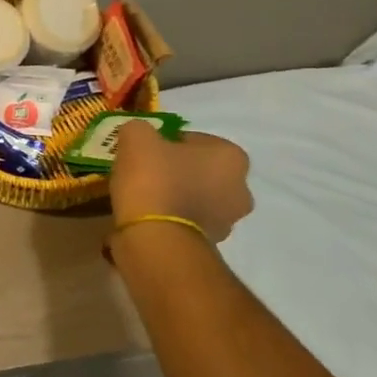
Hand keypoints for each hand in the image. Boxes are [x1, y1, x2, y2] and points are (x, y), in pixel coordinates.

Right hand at [109, 122, 253, 244]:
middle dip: (176, 170)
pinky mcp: (211, 246)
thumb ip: (140, 130)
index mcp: (232, 157)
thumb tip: (140, 137)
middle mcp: (240, 189)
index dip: (168, 141)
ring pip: (195, 198)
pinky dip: (169, 218)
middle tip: (145, 171)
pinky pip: (186, 222)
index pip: (196, 140)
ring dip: (174, 196)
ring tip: (140, 196)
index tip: (147, 150)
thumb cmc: (154, 178)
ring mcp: (228, 222)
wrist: (155, 238)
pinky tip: (144, 217)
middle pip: (200, 170)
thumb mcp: (136, 136)